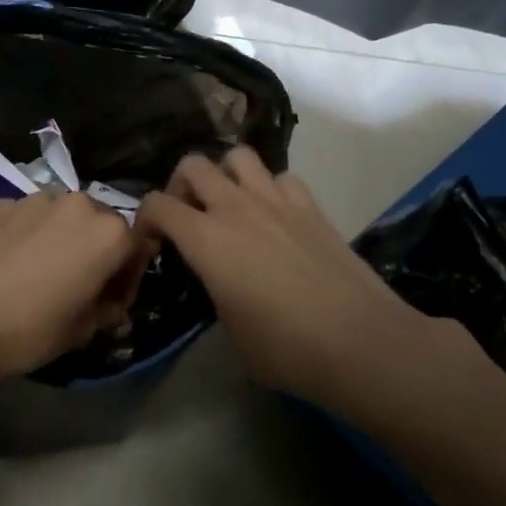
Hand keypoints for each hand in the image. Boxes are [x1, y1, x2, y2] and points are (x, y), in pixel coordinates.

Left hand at [0, 190, 153, 388]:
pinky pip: (26, 217)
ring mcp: (36, 199)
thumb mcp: (82, 330)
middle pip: (100, 224)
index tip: (110, 300)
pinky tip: (8, 262)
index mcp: (110, 234)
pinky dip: (26, 233)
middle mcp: (78, 204)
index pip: (137, 248)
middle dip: (94, 249)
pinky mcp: (0, 202)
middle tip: (75, 283)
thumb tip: (112, 303)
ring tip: (38, 269)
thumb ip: (108, 308)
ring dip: (60, 237)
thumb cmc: (30, 330)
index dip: (127, 277)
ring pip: (62, 216)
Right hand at [136, 149, 465, 411]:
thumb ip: (214, 290)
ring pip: (238, 156)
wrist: (360, 343)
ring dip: (226, 174)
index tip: (151, 242)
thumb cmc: (286, 349)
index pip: (157, 204)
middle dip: (181, 185)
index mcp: (206, 240)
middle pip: (194, 165)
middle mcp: (236, 209)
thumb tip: (219, 280)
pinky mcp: (311, 207)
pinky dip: (269, 189)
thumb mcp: (230, 329)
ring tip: (230, 204)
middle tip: (188, 215)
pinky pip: (281, 178)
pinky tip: (274, 217)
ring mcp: (277, 202)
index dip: (144, 219)